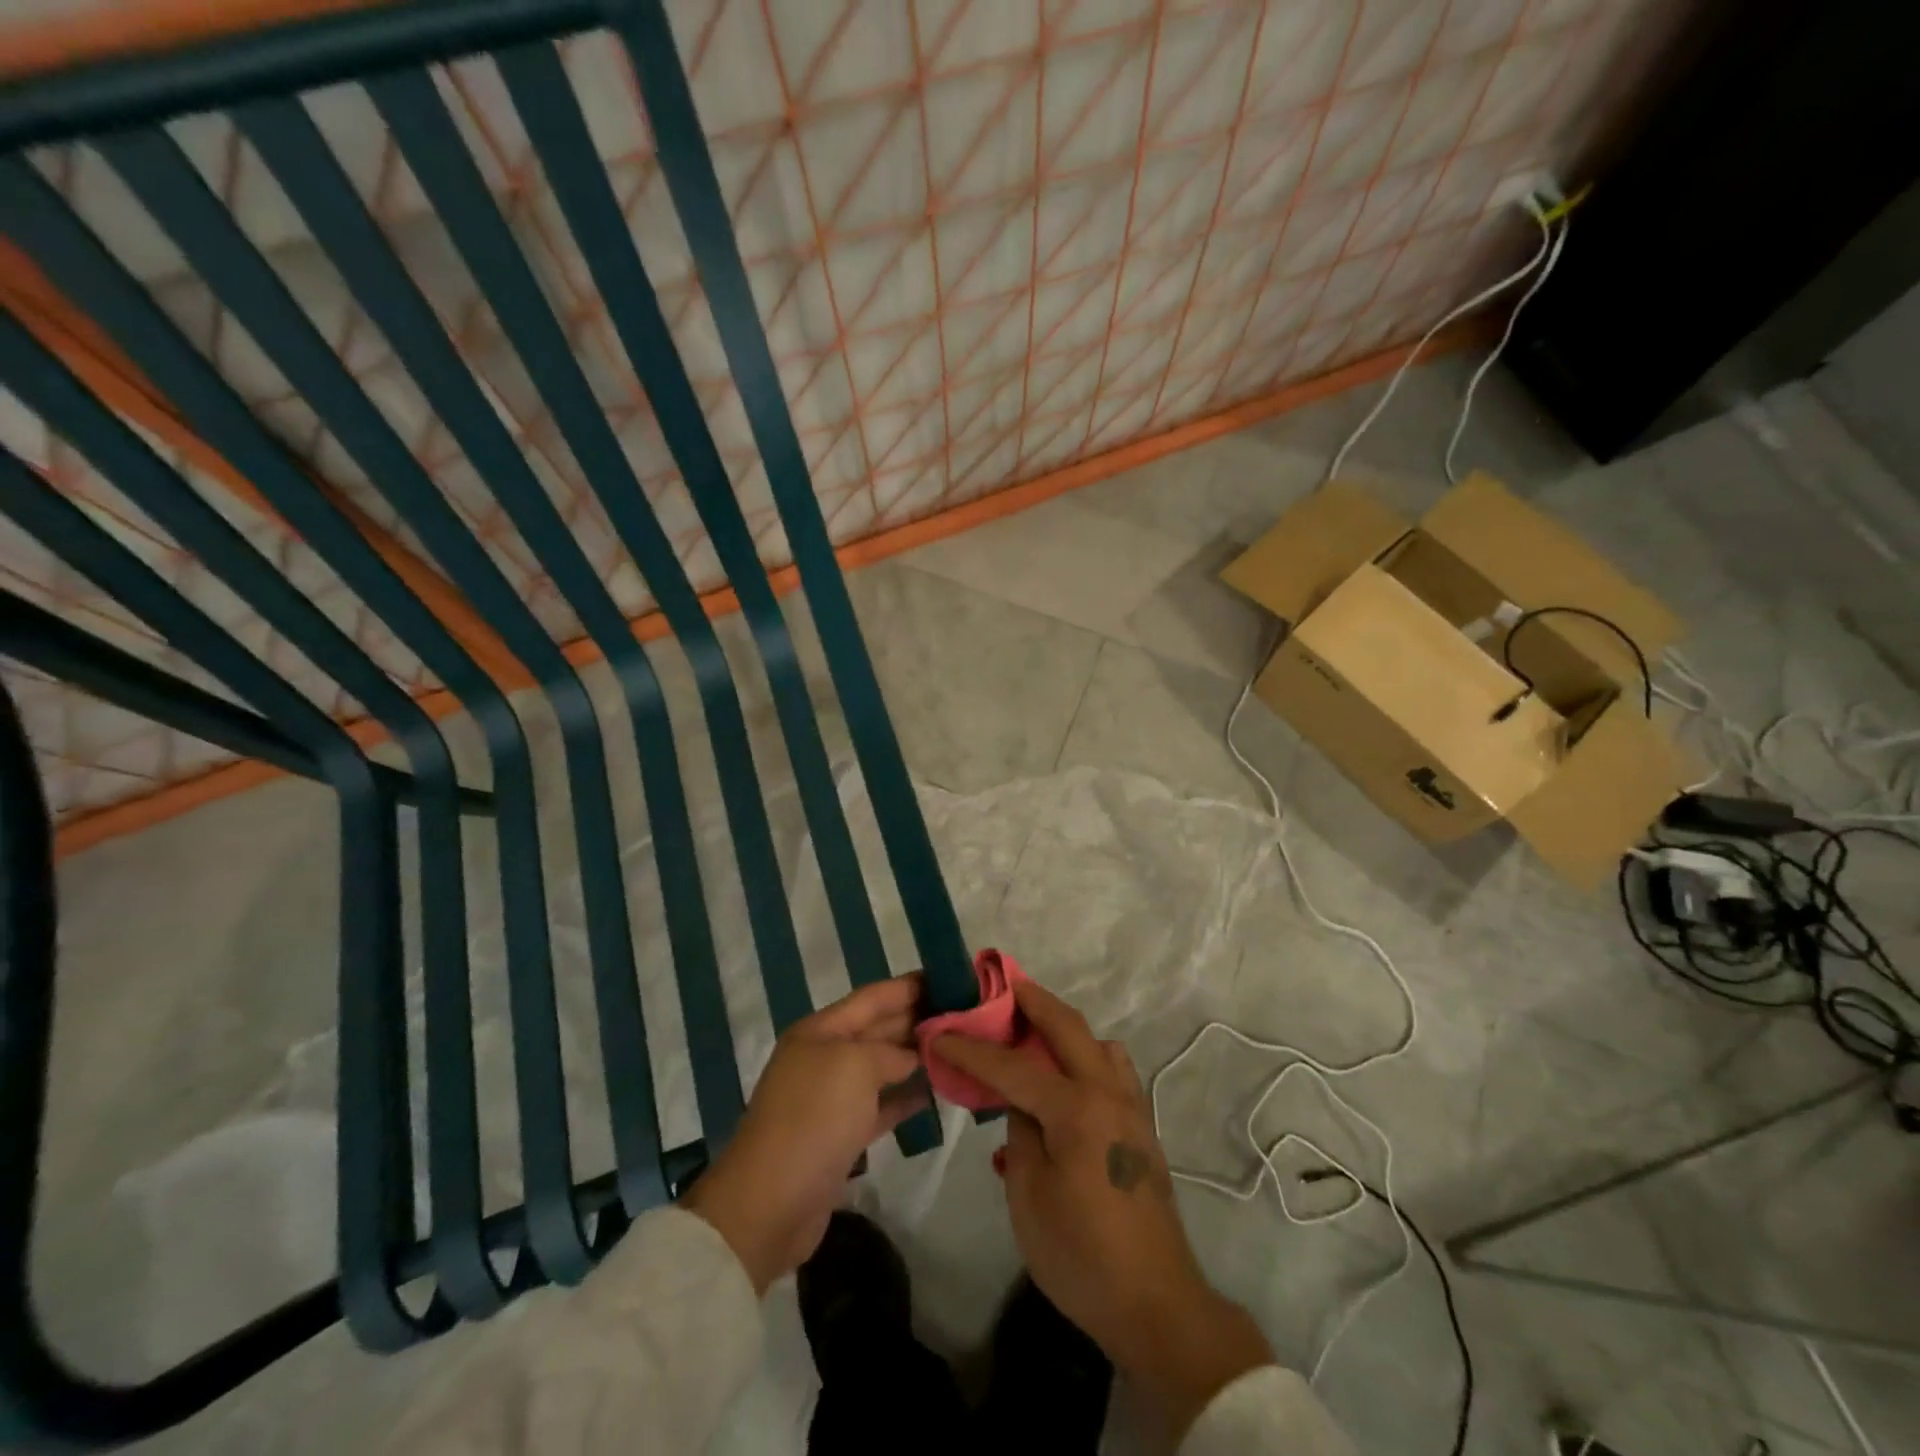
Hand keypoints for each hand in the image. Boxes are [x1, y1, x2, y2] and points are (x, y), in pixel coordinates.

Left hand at [683, 975, 928, 1293]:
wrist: (771, 1202)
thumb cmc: (814, 1117)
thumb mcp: (855, 1065)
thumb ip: (890, 1051)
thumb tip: (911, 1055)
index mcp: (820, 1031)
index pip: (873, 997)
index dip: (909, 986)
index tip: (949, 978)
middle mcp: (825, 1057)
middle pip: (878, 1029)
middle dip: (916, 1018)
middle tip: (963, 1012)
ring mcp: (832, 1098)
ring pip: (882, 1066)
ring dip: (915, 1056)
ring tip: (957, 1046)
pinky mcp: (841, 1136)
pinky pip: (881, 1105)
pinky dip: (906, 1096)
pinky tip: (936, 1089)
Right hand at [934, 982, 1271, 1438]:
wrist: (1156, 1305)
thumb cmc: (1082, 1256)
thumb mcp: (1029, 1197)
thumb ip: (1020, 1134)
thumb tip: (1019, 1103)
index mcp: (1076, 1108)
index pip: (1013, 1065)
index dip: (972, 1048)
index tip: (940, 1032)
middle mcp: (1108, 1092)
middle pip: (1068, 1027)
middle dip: (1032, 1000)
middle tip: (1003, 984)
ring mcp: (1132, 1107)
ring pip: (1098, 1043)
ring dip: (1064, 1027)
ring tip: (1033, 1031)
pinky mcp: (1142, 1127)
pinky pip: (1113, 1070)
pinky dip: (1087, 1056)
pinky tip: (1066, 1079)